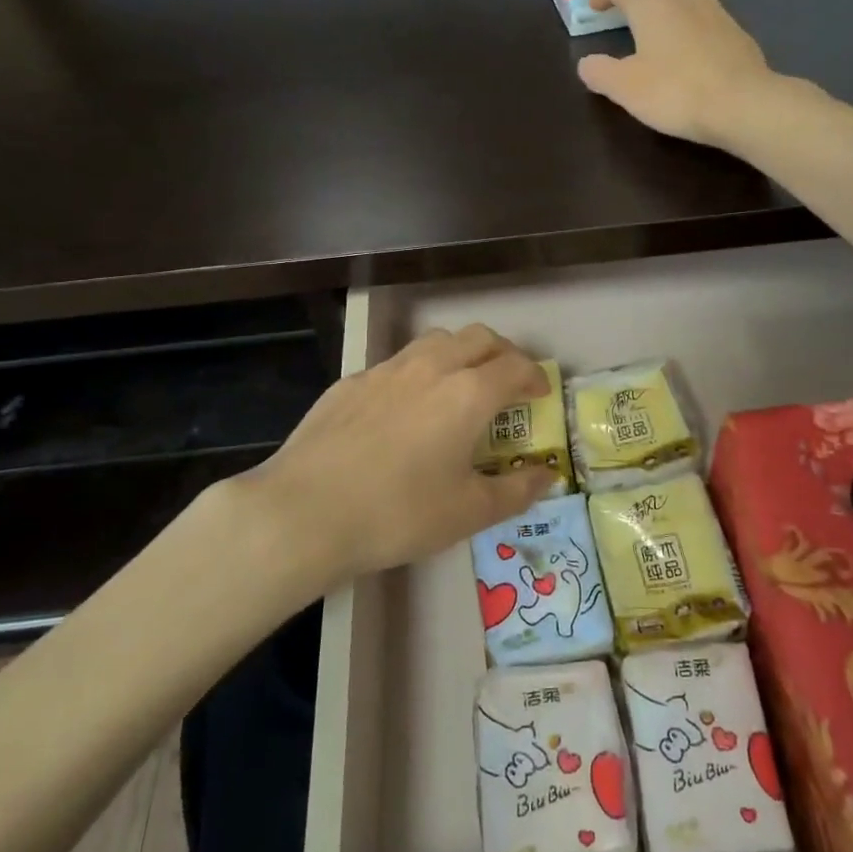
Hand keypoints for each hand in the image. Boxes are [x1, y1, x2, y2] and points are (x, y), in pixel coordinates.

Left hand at [231, 324, 554, 588]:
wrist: (304, 511)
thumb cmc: (398, 513)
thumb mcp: (468, 512)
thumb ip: (517, 491)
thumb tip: (548, 475)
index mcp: (468, 393)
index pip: (515, 366)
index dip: (534, 376)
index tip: (539, 395)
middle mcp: (431, 367)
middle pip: (479, 338)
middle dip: (502, 354)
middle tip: (508, 383)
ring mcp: (386, 370)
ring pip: (436, 341)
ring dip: (460, 354)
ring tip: (460, 386)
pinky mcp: (350, 382)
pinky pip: (397, 364)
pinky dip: (418, 373)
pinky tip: (405, 410)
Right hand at [577, 0, 776, 147]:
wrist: (742, 104)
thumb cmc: (675, 91)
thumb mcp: (625, 88)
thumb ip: (600, 72)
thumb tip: (586, 63)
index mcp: (651, 5)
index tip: (594, 6)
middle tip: (633, 3)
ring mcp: (716, 12)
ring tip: (664, 20)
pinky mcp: (737, 32)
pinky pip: (710, 13)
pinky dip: (695, 19)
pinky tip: (693, 44)